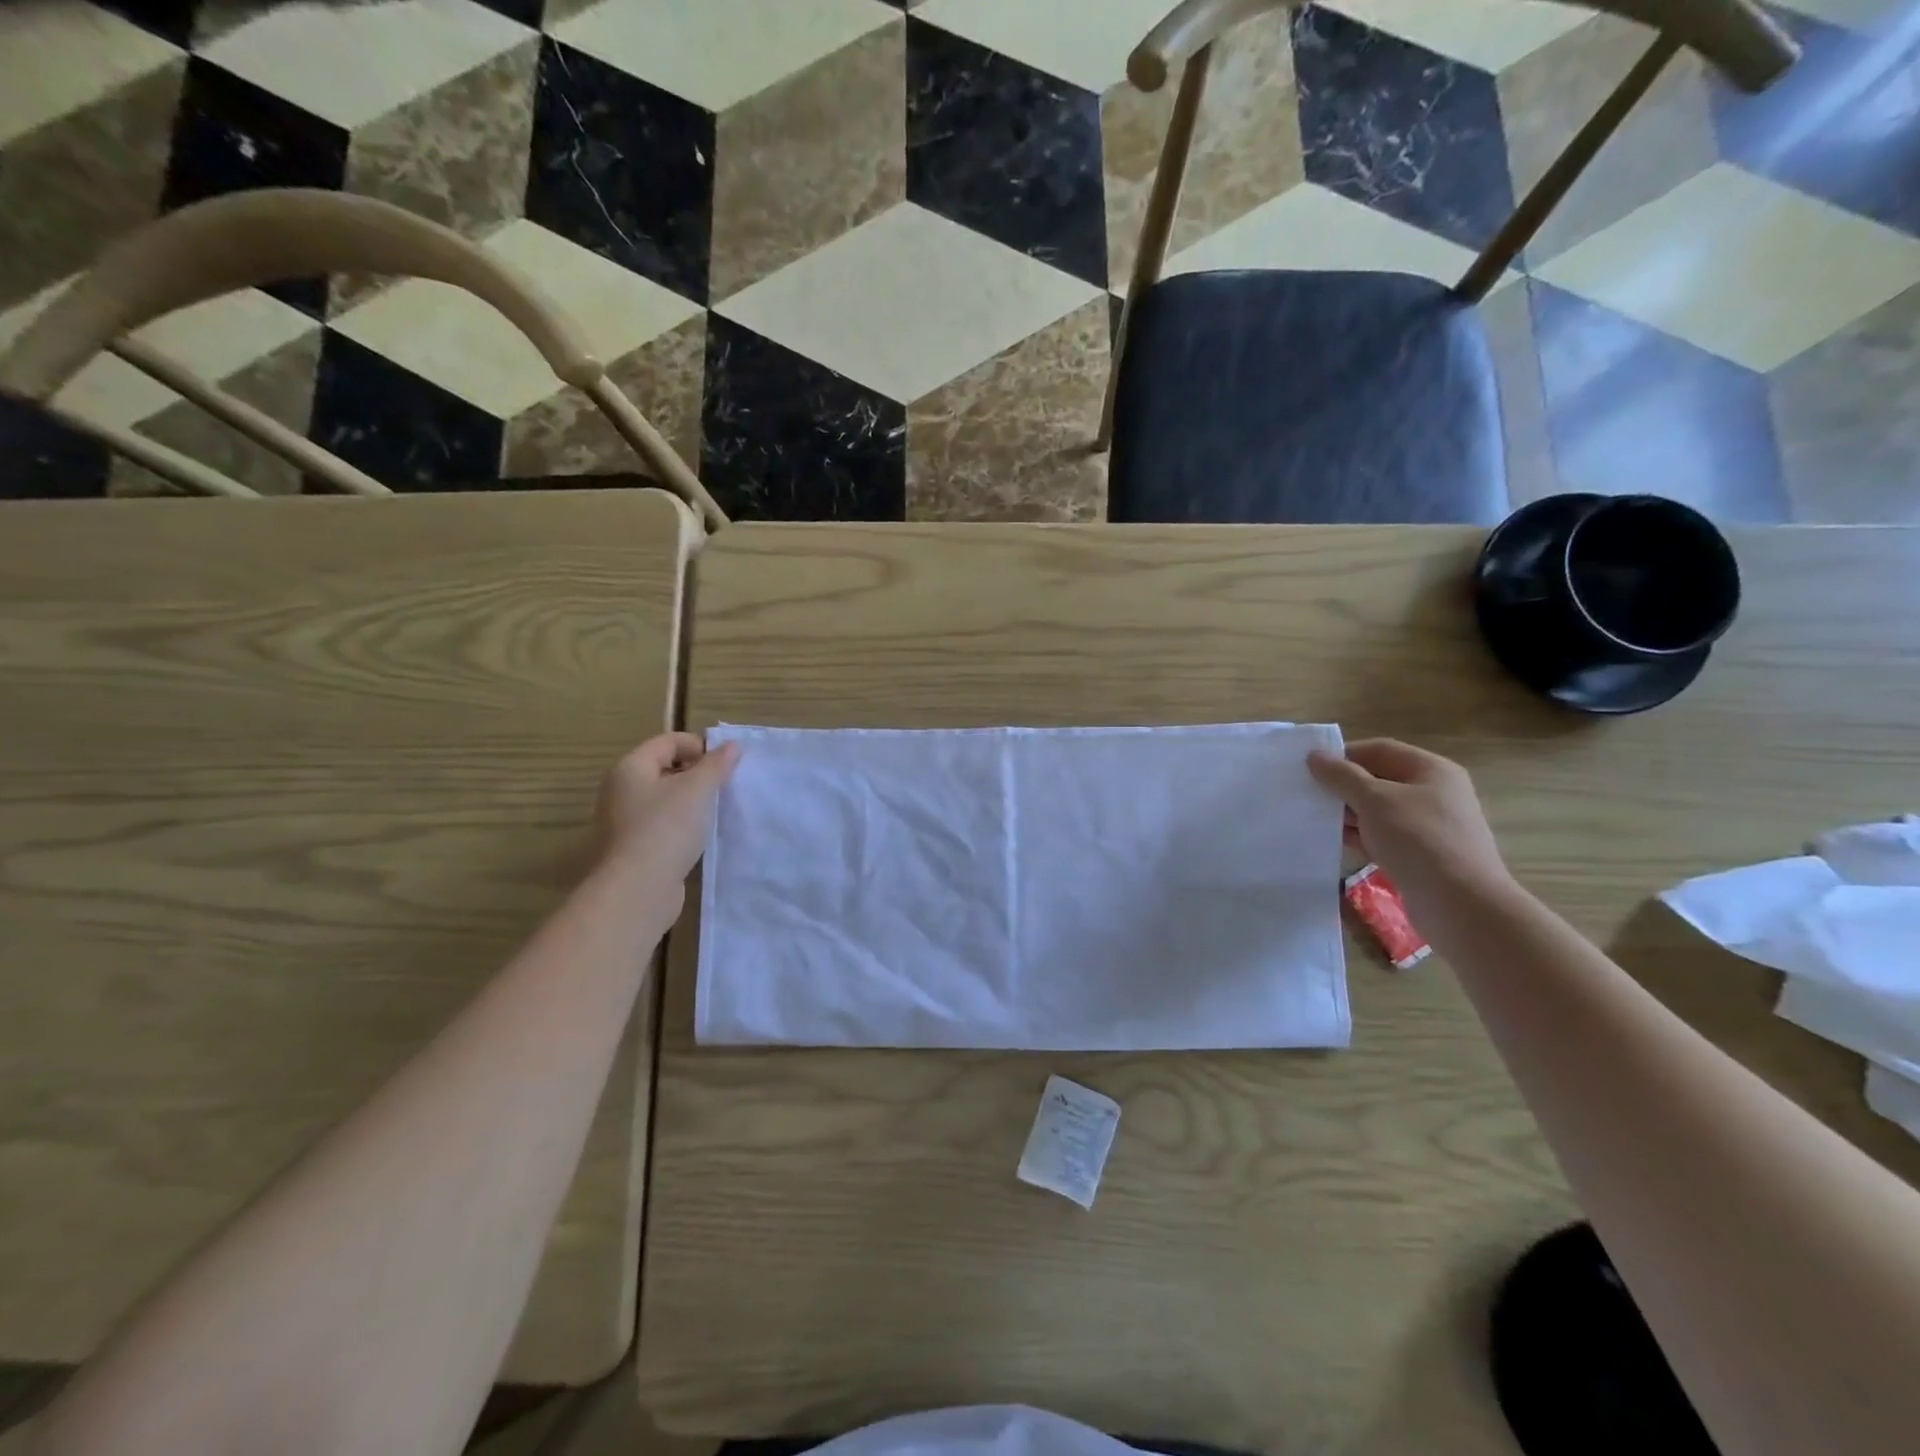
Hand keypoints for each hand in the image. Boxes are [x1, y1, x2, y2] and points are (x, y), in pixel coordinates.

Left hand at [593, 733, 740, 880]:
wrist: (637, 890)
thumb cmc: (666, 829)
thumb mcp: (698, 790)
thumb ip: (716, 765)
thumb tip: (731, 746)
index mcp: (630, 768)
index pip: (667, 741)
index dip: (699, 745)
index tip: (726, 763)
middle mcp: (620, 790)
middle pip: (663, 768)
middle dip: (696, 773)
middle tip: (723, 786)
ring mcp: (622, 821)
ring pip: (663, 799)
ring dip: (690, 801)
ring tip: (714, 812)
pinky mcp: (631, 848)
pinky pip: (660, 825)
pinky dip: (680, 825)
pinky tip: (698, 838)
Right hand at [1307, 738, 1512, 912]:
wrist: (1460, 904)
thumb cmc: (1418, 840)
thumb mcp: (1375, 800)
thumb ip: (1342, 776)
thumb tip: (1314, 755)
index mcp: (1432, 770)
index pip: (1380, 749)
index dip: (1344, 755)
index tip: (1310, 767)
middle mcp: (1434, 793)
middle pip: (1379, 779)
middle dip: (1343, 786)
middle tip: (1308, 794)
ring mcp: (1430, 826)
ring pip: (1380, 810)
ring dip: (1349, 813)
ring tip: (1315, 819)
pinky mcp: (1422, 855)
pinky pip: (1384, 836)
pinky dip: (1361, 836)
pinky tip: (1336, 842)